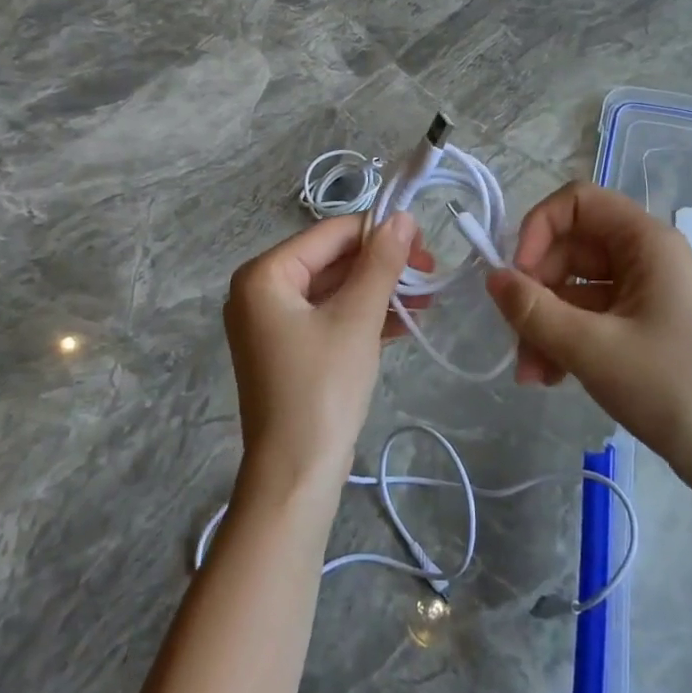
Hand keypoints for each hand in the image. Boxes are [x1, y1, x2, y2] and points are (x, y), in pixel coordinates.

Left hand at [223, 212, 426, 493]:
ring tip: (427, 297)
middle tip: (430, 271)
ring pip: (334, 290)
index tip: (425, 240)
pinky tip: (407, 321)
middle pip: (332, 260)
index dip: (379, 231)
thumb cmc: (323, 388)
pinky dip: (364, 316)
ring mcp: (273, 322)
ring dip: (380, 291)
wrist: (296, 475)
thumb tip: (401, 217)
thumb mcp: (357, 319)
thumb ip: (380, 263)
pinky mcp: (289, 349)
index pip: (330, 234)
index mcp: (265, 275)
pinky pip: (330, 317)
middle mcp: (261, 291)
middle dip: (383, 265)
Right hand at [485, 182, 691, 477]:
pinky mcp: (638, 323)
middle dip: (536, 290)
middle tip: (516, 334)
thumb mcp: (592, 348)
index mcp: (645, 242)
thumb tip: (492, 277)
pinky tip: (549, 377)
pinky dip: (563, 338)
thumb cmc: (670, 388)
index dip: (539, 227)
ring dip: (544, 323)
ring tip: (530, 373)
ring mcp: (642, 291)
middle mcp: (644, 256)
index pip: (578, 201)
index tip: (518, 273)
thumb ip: (534, 310)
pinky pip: (587, 315)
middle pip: (569, 248)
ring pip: (573, 286)